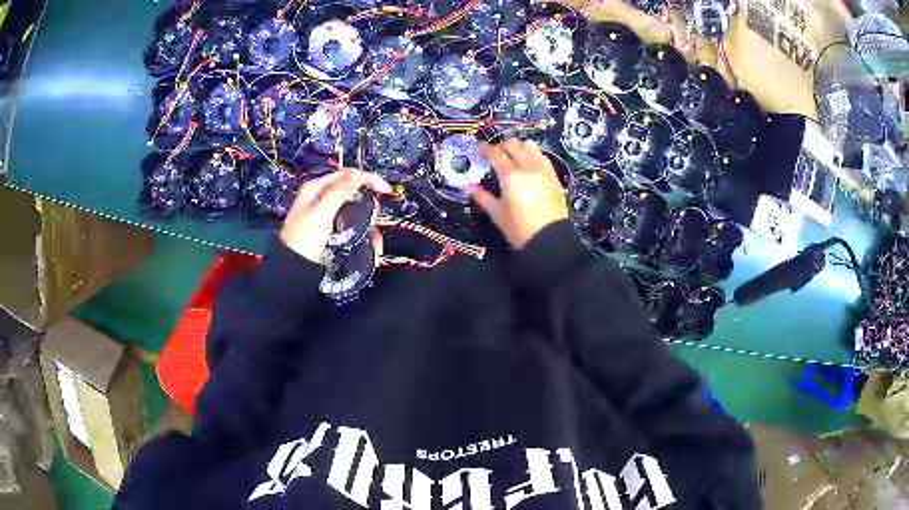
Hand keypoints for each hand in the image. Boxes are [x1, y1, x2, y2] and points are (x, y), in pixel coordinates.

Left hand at [280, 168, 391, 263]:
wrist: (294, 270)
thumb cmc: (304, 238)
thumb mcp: (321, 211)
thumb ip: (341, 191)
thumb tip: (360, 175)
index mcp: (318, 189)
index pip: (348, 175)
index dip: (369, 179)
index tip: (386, 191)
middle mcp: (324, 200)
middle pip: (355, 195)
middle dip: (369, 208)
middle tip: (372, 221)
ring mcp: (330, 217)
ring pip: (358, 214)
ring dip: (370, 228)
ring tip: (374, 245)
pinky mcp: (335, 233)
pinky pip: (355, 230)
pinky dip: (366, 238)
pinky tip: (372, 250)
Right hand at [471, 139, 568, 248]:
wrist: (550, 239)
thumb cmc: (520, 229)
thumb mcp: (497, 214)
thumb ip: (483, 197)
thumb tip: (469, 187)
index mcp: (511, 176)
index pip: (496, 153)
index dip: (486, 148)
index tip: (480, 147)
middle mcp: (528, 167)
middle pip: (513, 144)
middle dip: (502, 145)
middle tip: (494, 152)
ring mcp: (543, 169)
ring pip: (530, 146)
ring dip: (519, 146)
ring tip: (512, 154)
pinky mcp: (553, 175)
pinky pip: (541, 155)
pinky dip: (532, 153)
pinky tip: (528, 163)